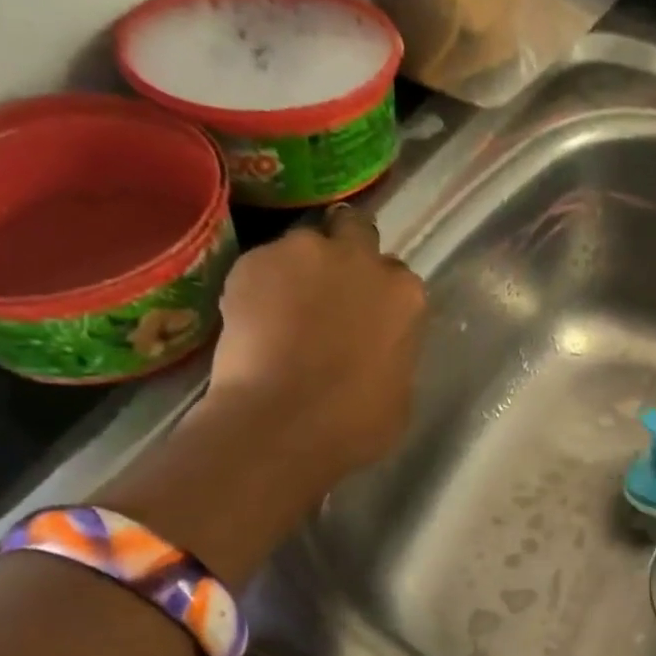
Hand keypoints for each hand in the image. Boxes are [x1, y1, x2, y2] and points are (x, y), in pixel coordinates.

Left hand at [204, 202, 426, 478]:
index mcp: (404, 294)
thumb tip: (375, 350)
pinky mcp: (252, 261)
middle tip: (328, 291)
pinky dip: (258, 285)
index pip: (397, 277)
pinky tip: (251, 321)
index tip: (367, 316)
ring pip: (304, 246)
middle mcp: (360, 259)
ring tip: (281, 308)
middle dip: (345, 252)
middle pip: (355, 231)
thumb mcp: (400, 392)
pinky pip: (261, 265)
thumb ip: (392, 353)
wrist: (281, 424)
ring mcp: (304, 253)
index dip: (379, 294)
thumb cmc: (356, 423)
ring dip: (298, 268)